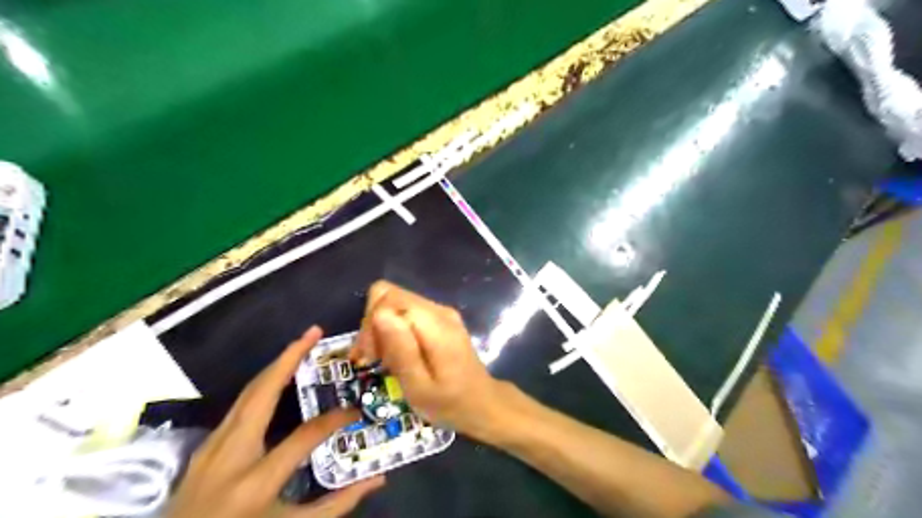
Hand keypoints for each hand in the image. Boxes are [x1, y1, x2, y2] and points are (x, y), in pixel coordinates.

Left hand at [166, 329, 381, 517]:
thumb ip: (336, 505)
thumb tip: (377, 480)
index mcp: (256, 482)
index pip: (305, 437)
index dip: (335, 420)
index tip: (354, 412)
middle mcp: (231, 454)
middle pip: (262, 393)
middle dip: (289, 357)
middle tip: (314, 332)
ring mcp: (213, 446)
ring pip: (248, 392)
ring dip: (275, 363)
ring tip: (301, 343)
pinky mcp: (206, 445)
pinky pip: (239, 404)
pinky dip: (262, 382)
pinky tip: (277, 375)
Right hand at [353, 282, 506, 438]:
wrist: (481, 403)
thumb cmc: (449, 403)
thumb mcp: (419, 387)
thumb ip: (400, 350)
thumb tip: (379, 314)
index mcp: (435, 324)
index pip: (387, 299)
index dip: (370, 324)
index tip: (370, 357)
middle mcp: (437, 309)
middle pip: (388, 294)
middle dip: (372, 324)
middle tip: (373, 358)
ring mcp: (439, 311)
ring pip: (394, 301)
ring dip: (380, 328)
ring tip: (383, 359)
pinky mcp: (438, 318)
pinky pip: (404, 311)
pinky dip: (392, 329)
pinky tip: (394, 354)